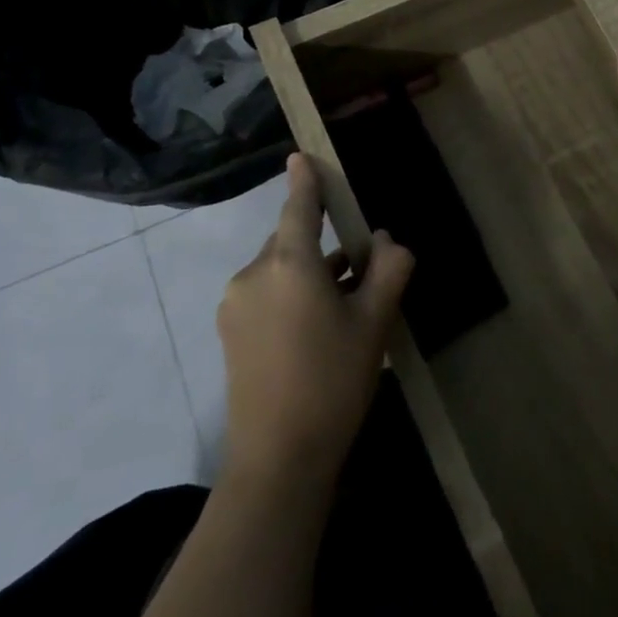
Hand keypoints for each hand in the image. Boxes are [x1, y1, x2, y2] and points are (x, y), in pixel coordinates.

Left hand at [216, 154, 414, 487]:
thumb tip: (385, 241)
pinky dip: (291, 292)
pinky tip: (318, 322)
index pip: (299, 205)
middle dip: (322, 240)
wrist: (277, 462)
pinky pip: (266, 292)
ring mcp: (235, 304)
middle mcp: (254, 273)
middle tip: (360, 262)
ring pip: (279, 267)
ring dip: (309, 270)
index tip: (301, 154)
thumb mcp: (376, 321)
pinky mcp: (229, 332)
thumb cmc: (332, 381)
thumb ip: (388, 268)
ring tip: (346, 297)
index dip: (305, 178)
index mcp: (289, 262)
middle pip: (291, 238)